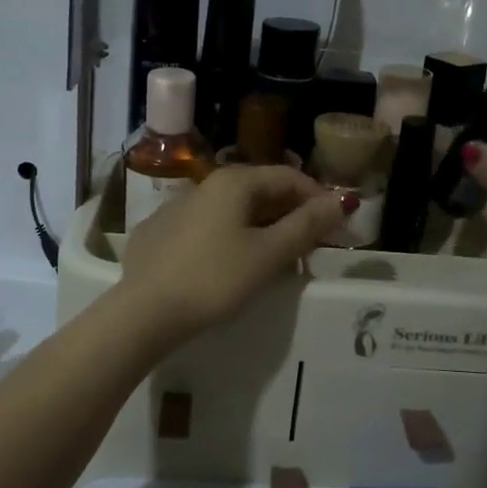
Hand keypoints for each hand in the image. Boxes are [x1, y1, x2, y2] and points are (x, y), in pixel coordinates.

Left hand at [116, 166, 350, 344]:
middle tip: (311, 245)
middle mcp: (204, 184)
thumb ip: (307, 225)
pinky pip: (205, 227)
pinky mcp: (158, 232)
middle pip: (259, 191)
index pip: (288, 176)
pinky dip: (228, 237)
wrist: (144, 311)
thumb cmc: (215, 279)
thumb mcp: (269, 255)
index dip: (318, 198)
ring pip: (231, 210)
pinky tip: (229, 265)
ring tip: (275, 258)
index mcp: (234, 182)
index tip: (337, 226)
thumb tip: (342, 200)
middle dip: (290, 213)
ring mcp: (176, 207)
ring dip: (260, 226)